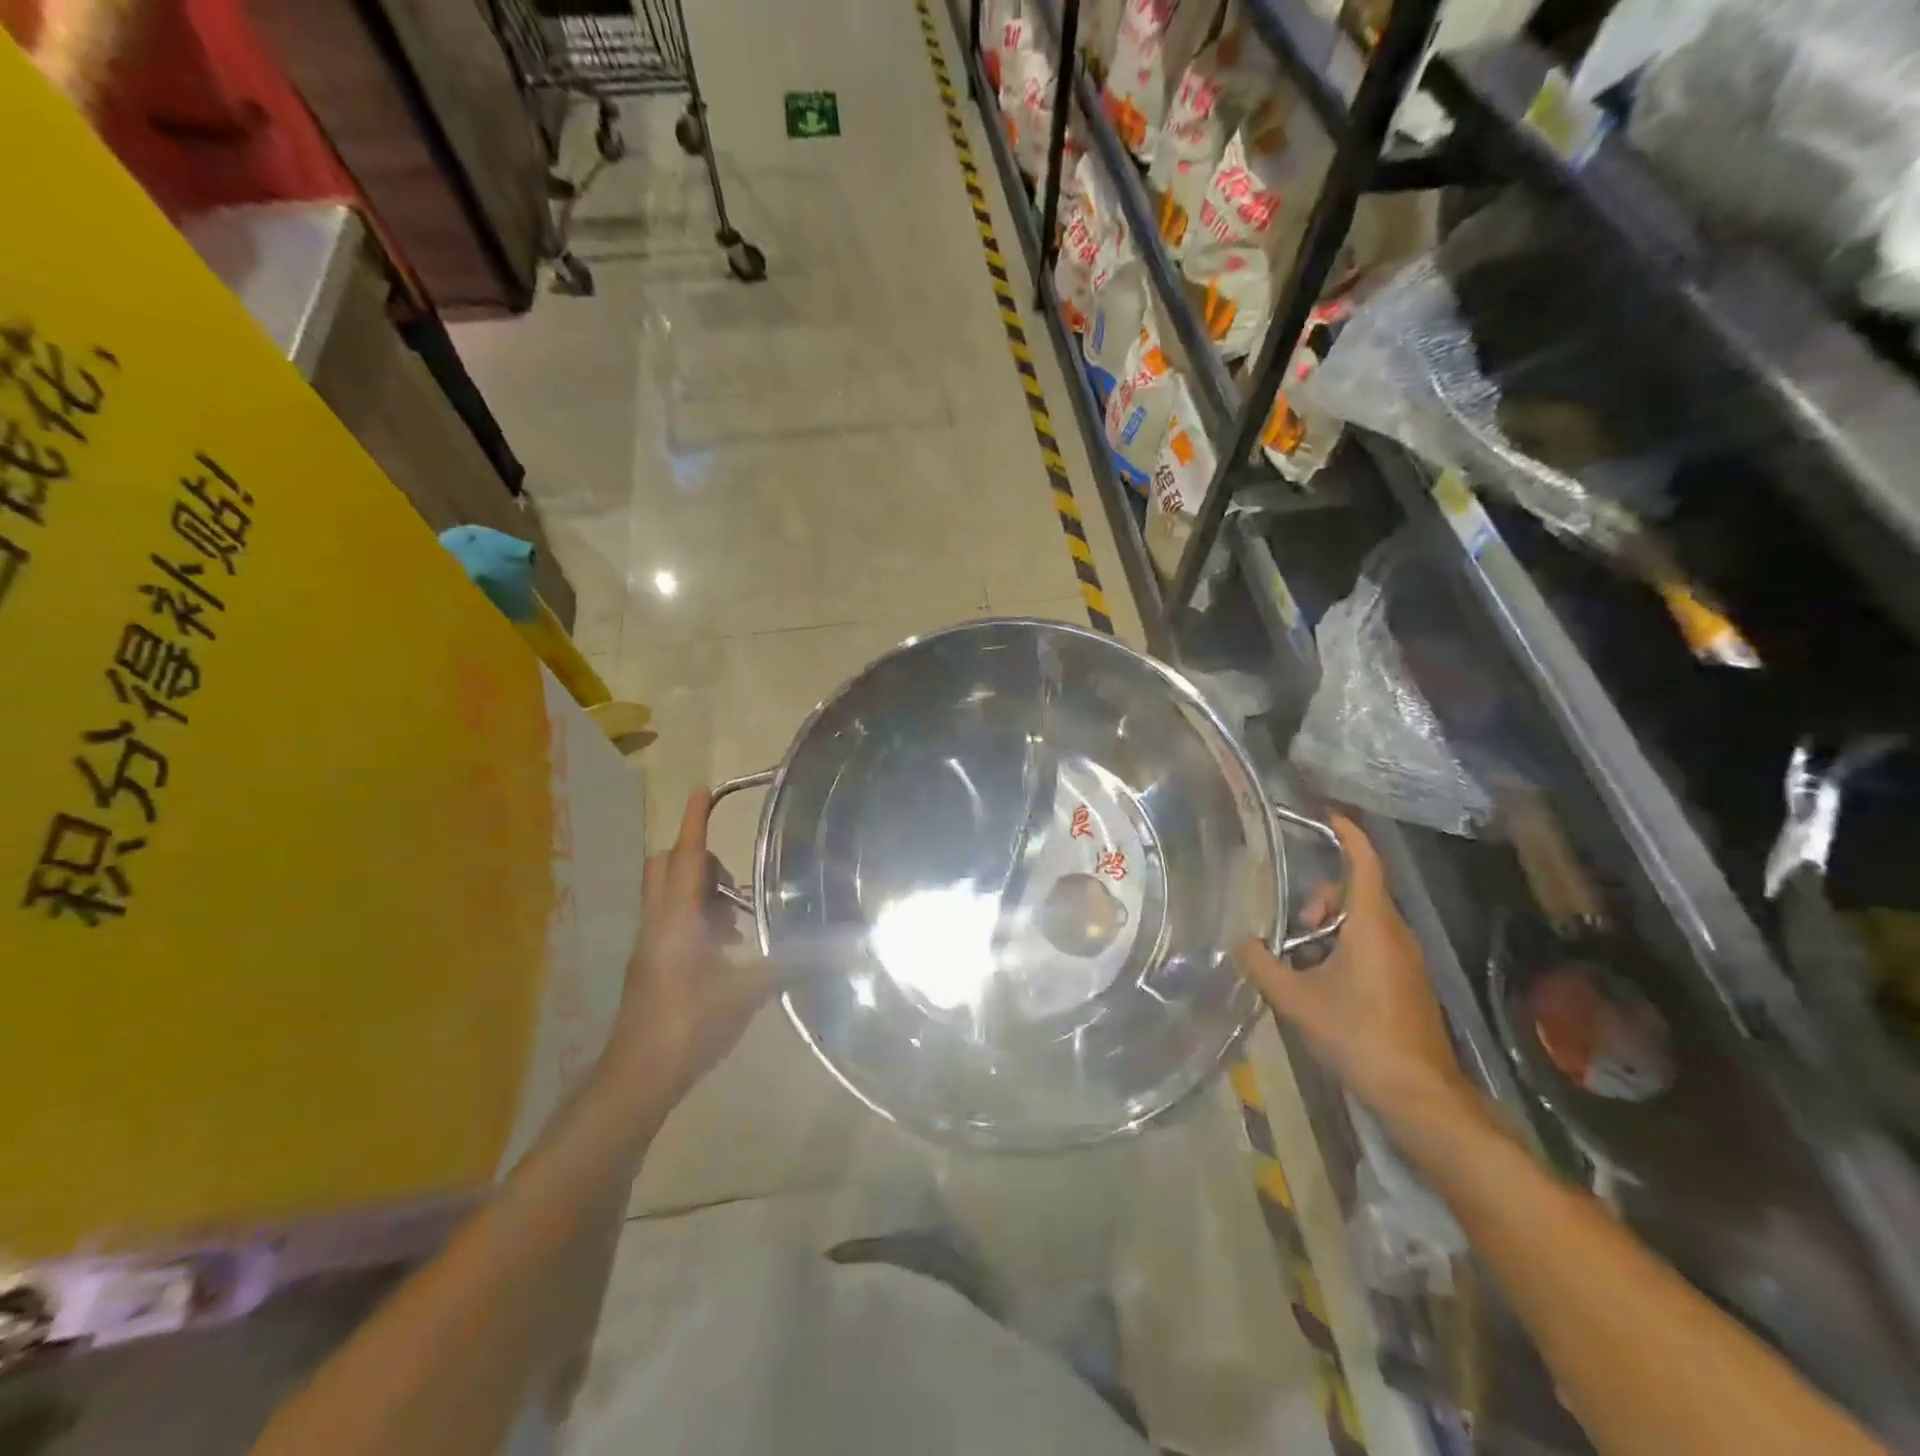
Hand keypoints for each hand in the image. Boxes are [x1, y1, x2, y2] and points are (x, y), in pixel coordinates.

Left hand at [605, 790, 775, 1102]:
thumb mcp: (746, 992)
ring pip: (666, 895)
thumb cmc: (688, 1024)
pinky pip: (670, 920)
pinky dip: (695, 917)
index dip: (694, 822)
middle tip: (734, 877)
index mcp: (676, 919)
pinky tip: (724, 949)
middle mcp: (657, 923)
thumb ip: (792, 964)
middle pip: (666, 867)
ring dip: (699, 891)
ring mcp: (649, 945)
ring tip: (737, 918)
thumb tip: (843, 947)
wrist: (636, 1078)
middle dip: (697, 857)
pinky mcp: (649, 966)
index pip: (686, 857)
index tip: (702, 791)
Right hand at [1233, 814, 1473, 1121]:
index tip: (1326, 816)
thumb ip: (1262, 966)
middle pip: (1357, 893)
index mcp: (1372, 925)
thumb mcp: (1295, 1000)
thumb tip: (1240, 943)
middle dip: (1321, 897)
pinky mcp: (1408, 983)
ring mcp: (1406, 960)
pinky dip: (1344, 948)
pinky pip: (1373, 945)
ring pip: (1364, 921)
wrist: (1418, 1093)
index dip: (1348, 834)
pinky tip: (1320, 982)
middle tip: (1293, 925)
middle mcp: (1395, 934)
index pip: (1364, 863)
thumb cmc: (1357, 1035)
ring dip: (1329, 927)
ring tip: (1300, 959)